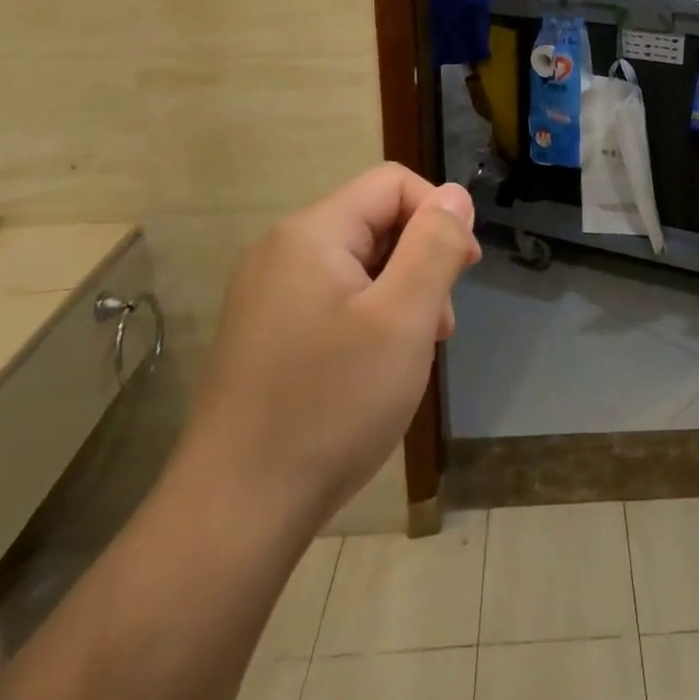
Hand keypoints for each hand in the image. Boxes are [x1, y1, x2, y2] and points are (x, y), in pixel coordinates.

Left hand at [173, 164, 479, 540]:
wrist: (233, 515)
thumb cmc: (330, 406)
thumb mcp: (402, 319)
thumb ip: (434, 246)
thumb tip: (454, 194)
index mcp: (311, 234)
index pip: (393, 184)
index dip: (439, 215)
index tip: (464, 270)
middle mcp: (282, 251)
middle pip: (375, 222)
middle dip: (420, 261)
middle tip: (439, 326)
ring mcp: (268, 295)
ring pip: (358, 265)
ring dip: (399, 294)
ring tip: (413, 353)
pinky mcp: (266, 333)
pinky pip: (334, 300)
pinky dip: (369, 319)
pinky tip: (376, 369)